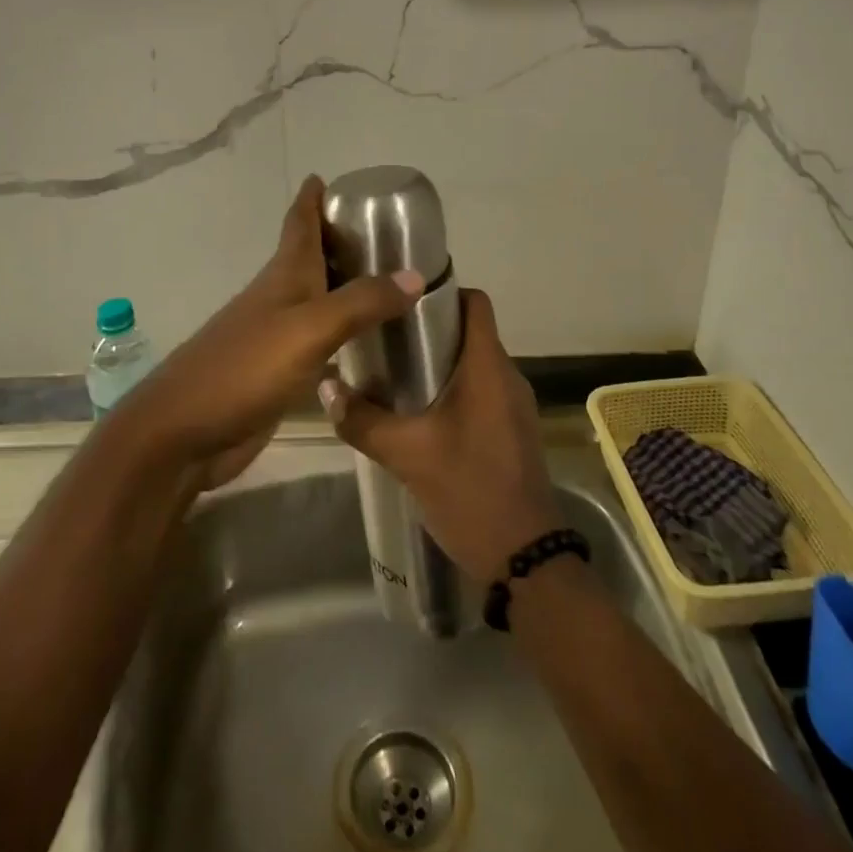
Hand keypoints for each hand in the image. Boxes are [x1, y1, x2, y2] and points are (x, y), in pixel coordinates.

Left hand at [125, 177, 423, 489]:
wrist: (183, 433)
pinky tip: (365, 342)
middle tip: (387, 234)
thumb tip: (415, 275)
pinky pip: (318, 339)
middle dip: (340, 240)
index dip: (312, 197)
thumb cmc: (243, 369)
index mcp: (283, 276)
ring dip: (344, 286)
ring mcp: (275, 336)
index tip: (331, 177)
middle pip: (310, 257)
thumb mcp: (309, 329)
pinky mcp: (277, 372)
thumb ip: (361, 303)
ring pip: (316, 298)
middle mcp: (279, 298)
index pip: (299, 223)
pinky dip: (341, 331)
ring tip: (388, 282)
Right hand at [323, 289, 562, 583]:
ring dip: (437, 362)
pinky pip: (479, 391)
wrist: (526, 560)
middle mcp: (507, 377)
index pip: (475, 302)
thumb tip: (326, 388)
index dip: (441, 291)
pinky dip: (450, 389)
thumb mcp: (408, 455)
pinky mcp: (511, 431)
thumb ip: (364, 420)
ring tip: (392, 371)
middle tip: (383, 336)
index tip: (400, 300)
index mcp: (489, 368)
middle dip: (428, 329)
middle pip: (469, 331)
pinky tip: (417, 413)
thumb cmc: (471, 491)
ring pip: (473, 364)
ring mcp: (513, 406)